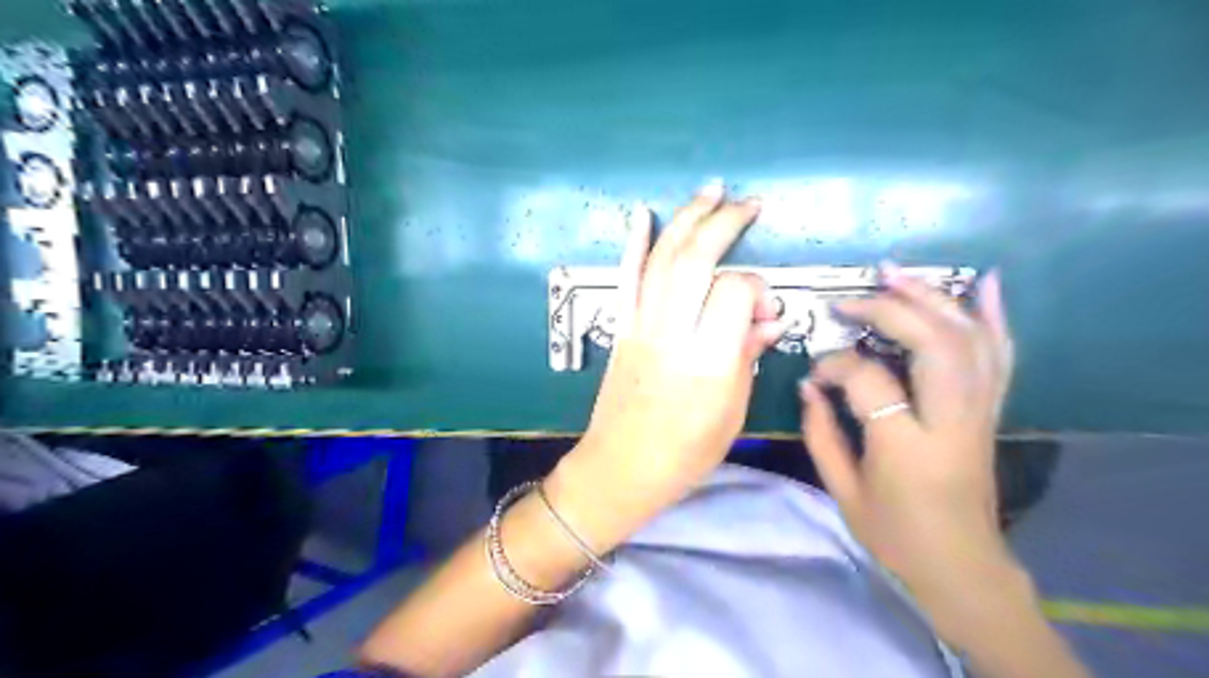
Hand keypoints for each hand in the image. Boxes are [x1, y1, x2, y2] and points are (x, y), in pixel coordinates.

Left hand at [549, 180, 783, 550]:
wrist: (619, 468)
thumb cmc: (684, 454)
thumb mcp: (732, 414)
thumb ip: (748, 358)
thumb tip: (767, 321)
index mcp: (708, 362)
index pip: (734, 293)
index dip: (756, 290)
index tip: (764, 311)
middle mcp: (672, 334)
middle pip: (696, 259)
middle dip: (724, 222)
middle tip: (746, 203)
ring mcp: (640, 327)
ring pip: (662, 259)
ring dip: (686, 219)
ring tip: (710, 191)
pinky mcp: (621, 328)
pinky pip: (626, 278)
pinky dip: (633, 243)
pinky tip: (641, 214)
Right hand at [801, 262, 1018, 634]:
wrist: (962, 566)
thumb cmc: (895, 534)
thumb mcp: (843, 490)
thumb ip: (820, 432)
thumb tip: (809, 384)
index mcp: (908, 446)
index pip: (868, 380)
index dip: (835, 366)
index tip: (814, 374)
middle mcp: (953, 420)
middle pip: (933, 343)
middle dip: (888, 310)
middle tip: (849, 300)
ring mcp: (980, 412)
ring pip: (968, 338)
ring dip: (932, 298)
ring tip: (894, 273)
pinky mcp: (991, 410)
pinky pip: (1000, 354)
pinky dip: (993, 315)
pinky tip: (985, 283)